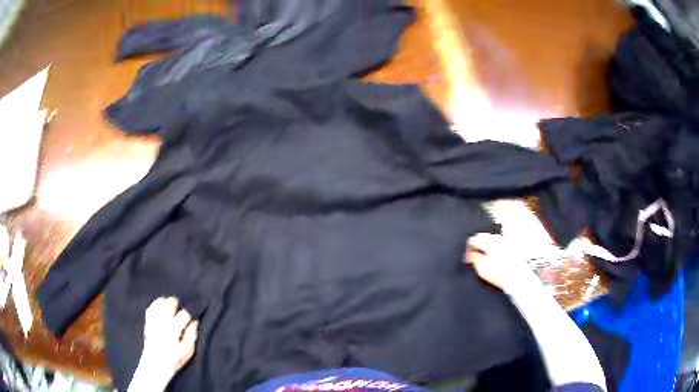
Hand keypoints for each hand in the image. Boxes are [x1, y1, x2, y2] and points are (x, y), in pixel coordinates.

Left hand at [141, 297, 198, 375]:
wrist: (155, 363)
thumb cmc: (175, 358)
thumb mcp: (188, 351)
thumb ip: (192, 336)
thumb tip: (194, 322)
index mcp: (174, 330)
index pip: (184, 314)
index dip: (189, 315)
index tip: (189, 321)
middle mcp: (162, 322)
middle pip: (171, 304)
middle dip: (177, 305)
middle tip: (179, 313)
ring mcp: (154, 320)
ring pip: (161, 302)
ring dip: (167, 303)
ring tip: (171, 309)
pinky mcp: (148, 320)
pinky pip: (152, 306)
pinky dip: (158, 304)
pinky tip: (162, 307)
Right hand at [465, 233, 538, 292]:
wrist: (518, 278)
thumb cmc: (502, 274)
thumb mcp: (481, 268)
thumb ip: (473, 258)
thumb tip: (470, 254)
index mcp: (489, 241)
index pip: (473, 239)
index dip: (468, 248)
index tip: (468, 257)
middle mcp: (498, 238)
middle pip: (483, 238)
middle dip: (478, 248)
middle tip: (475, 260)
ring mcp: (506, 242)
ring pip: (491, 242)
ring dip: (486, 250)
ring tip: (486, 263)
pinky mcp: (511, 247)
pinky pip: (499, 246)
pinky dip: (495, 252)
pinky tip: (495, 262)